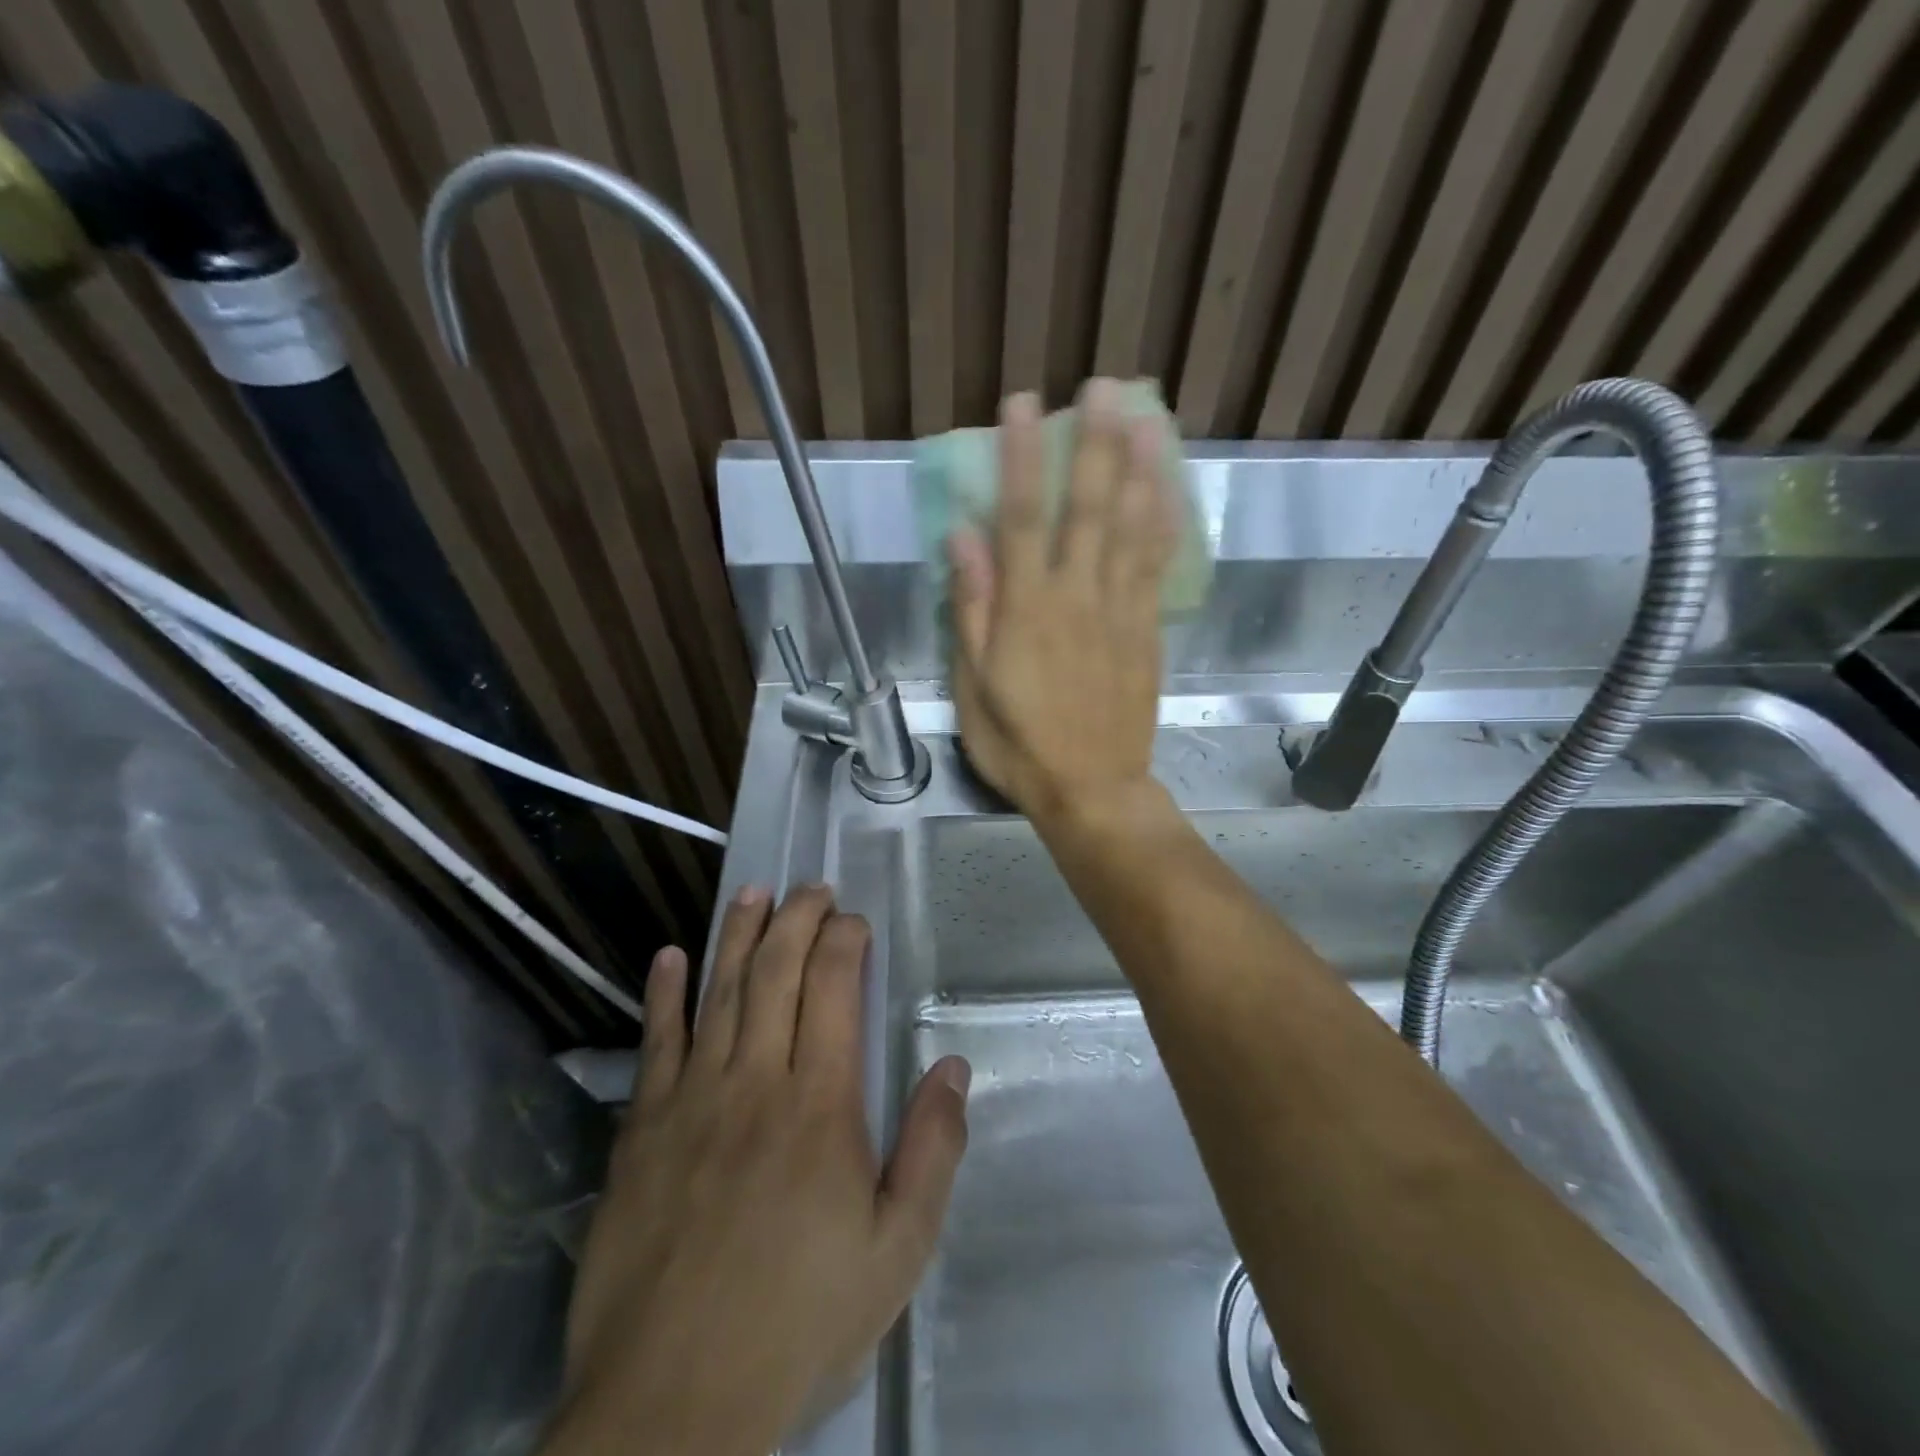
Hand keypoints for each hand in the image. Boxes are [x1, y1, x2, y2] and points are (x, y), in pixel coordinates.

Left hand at [544, 885, 971, 1455]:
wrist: (672, 1408)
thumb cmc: (799, 1322)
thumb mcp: (898, 1250)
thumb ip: (932, 1150)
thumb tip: (953, 1067)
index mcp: (820, 1105)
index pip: (833, 990)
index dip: (844, 942)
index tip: (854, 919)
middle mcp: (755, 1082)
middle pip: (776, 974)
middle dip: (797, 920)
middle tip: (810, 888)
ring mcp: (691, 1101)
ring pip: (719, 992)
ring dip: (737, 936)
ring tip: (753, 892)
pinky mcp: (641, 1131)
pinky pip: (656, 1044)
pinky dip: (664, 995)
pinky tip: (669, 957)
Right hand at [947, 378, 1178, 824]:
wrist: (1091, 790)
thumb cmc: (1019, 745)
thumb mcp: (973, 687)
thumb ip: (971, 610)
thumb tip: (962, 539)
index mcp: (1025, 613)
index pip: (1019, 520)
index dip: (1020, 458)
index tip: (1021, 406)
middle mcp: (1076, 598)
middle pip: (1086, 509)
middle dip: (1093, 444)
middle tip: (1103, 386)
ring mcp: (1119, 612)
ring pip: (1131, 529)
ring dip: (1139, 468)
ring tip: (1147, 415)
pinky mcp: (1147, 630)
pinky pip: (1157, 567)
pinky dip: (1164, 523)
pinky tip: (1169, 488)